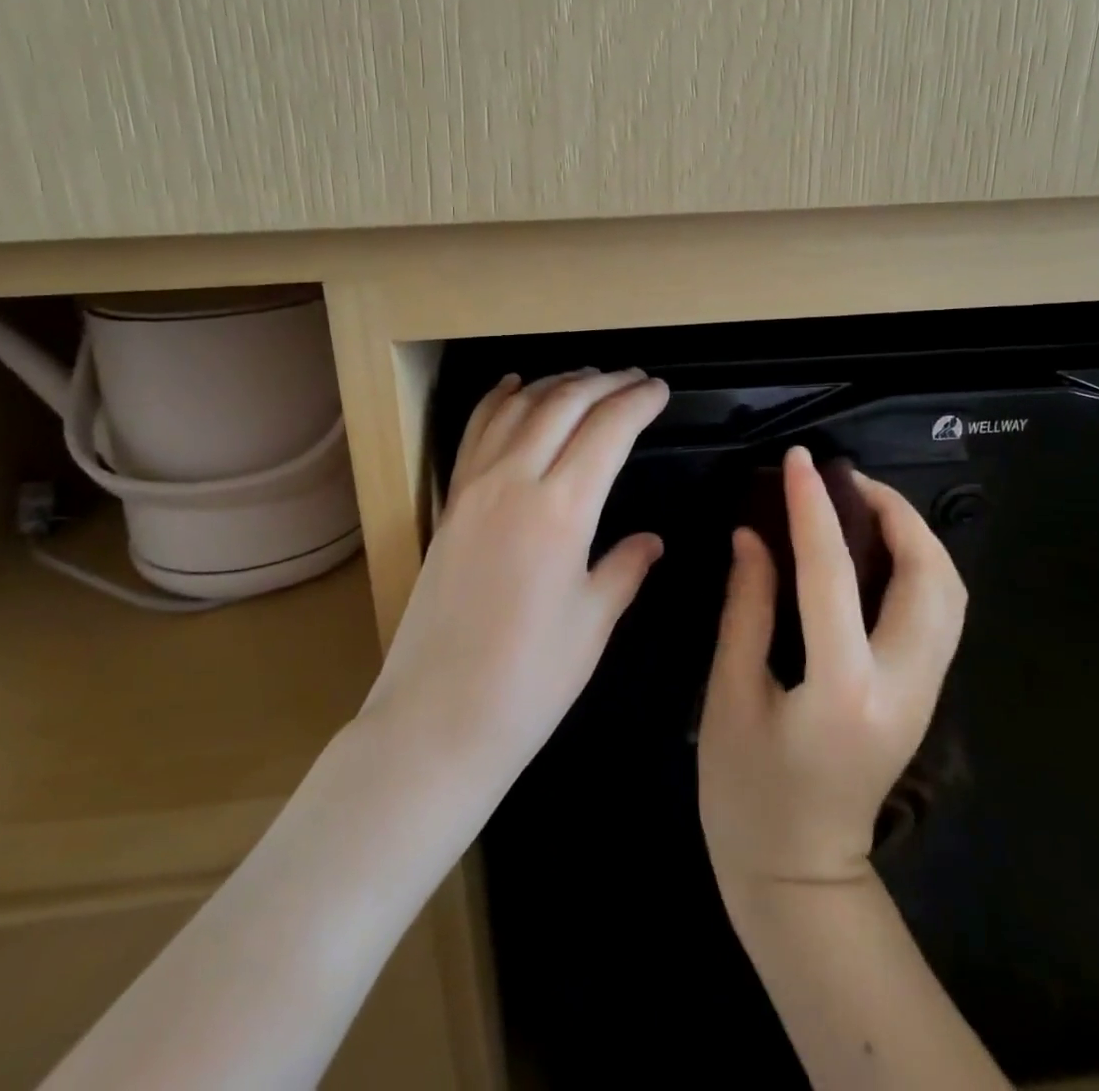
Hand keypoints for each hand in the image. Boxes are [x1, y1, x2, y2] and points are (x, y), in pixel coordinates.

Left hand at [361, 368, 669, 794]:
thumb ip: (624, 568)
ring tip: (587, 378)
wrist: (437, 718)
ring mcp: (474, 488)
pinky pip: (475, 432)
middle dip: (604, 384)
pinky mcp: (450, 502)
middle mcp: (514, 481)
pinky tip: (514, 386)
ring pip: (518, 408)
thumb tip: (650, 540)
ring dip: (555, 384)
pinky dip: (499, 400)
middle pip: (563, 405)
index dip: (638, 403)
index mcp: (561, 510)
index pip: (607, 430)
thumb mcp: (593, 623)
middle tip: (634, 378)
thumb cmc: (529, 680)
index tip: (661, 391)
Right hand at [698, 446, 966, 891]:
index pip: (833, 573)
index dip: (813, 507)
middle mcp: (903, 685)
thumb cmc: (747, 792)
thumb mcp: (730, 694)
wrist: (800, 877)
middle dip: (897, 514)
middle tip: (847, 481)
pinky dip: (918, 568)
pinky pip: (938, 615)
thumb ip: (747, 607)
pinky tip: (875, 555)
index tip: (799, 461)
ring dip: (916, 538)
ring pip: (950, 595)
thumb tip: (753, 536)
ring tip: (863, 506)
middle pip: (932, 578)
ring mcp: (925, 694)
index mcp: (843, 687)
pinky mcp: (924, 697)